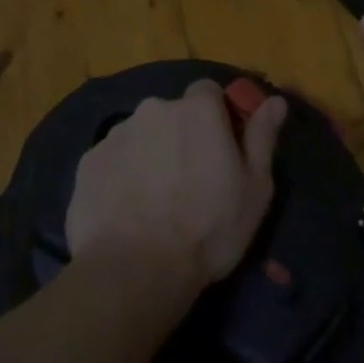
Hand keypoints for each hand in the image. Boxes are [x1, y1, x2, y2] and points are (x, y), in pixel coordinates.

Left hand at [65, 80, 286, 293]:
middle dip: (180, 136)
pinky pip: (113, 159)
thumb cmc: (208, 229)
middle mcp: (154, 109)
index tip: (219, 147)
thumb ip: (262, 138)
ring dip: (150, 154)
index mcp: (197, 110)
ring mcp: (117, 134)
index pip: (208, 91)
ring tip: (154, 200)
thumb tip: (275, 101)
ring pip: (141, 136)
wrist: (134, 271)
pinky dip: (121, 175)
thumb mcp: (254, 188)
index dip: (216, 116)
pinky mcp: (88, 161)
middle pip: (172, 114)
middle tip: (188, 180)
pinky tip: (126, 209)